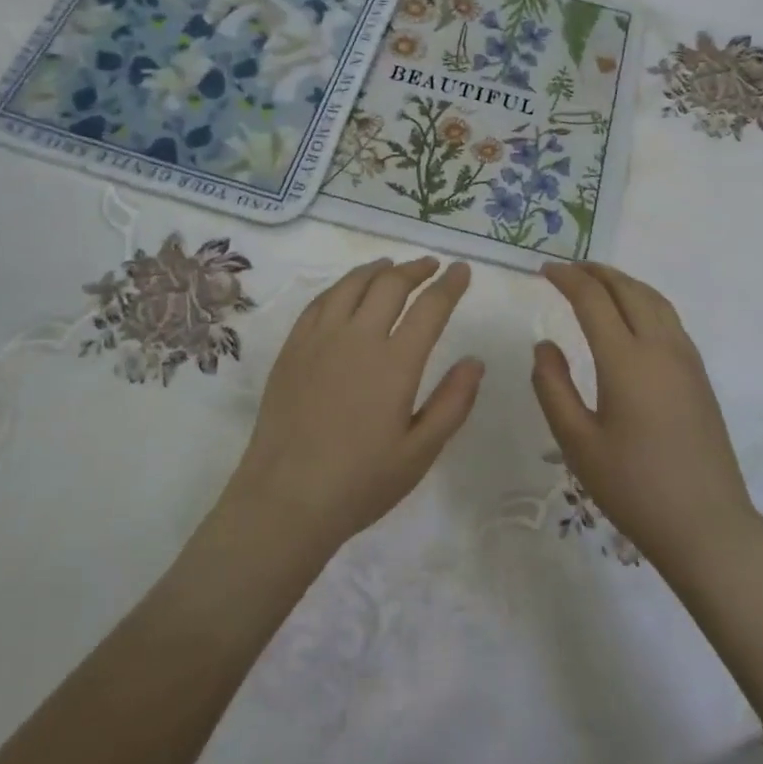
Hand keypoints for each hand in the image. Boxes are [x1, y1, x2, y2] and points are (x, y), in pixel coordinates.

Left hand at [224, 257, 482, 555]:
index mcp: (395, 363)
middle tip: (431, 265)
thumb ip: (452, 403)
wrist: (286, 498)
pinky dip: (341, 286)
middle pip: (390, 285)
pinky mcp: (293, 347)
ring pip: (352, 285)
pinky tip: (347, 290)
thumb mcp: (420, 452)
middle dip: (416, 269)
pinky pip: (320, 301)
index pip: (430, 307)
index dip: (450, 284)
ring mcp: (320, 339)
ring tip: (391, 266)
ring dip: (377, 269)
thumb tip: (475, 361)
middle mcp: (358, 338)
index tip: (462, 270)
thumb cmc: (361, 482)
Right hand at [533, 262, 761, 574]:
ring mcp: (686, 360)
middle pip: (628, 289)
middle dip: (596, 271)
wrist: (707, 525)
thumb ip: (553, 387)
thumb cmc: (633, 487)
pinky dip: (644, 300)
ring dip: (623, 282)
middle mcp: (660, 348)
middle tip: (567, 268)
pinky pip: (669, 318)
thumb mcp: (577, 442)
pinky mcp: (699, 376)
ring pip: (654, 300)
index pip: (593, 299)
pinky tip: (632, 316)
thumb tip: (545, 345)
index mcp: (626, 360)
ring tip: (597, 282)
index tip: (544, 270)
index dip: (567, 278)